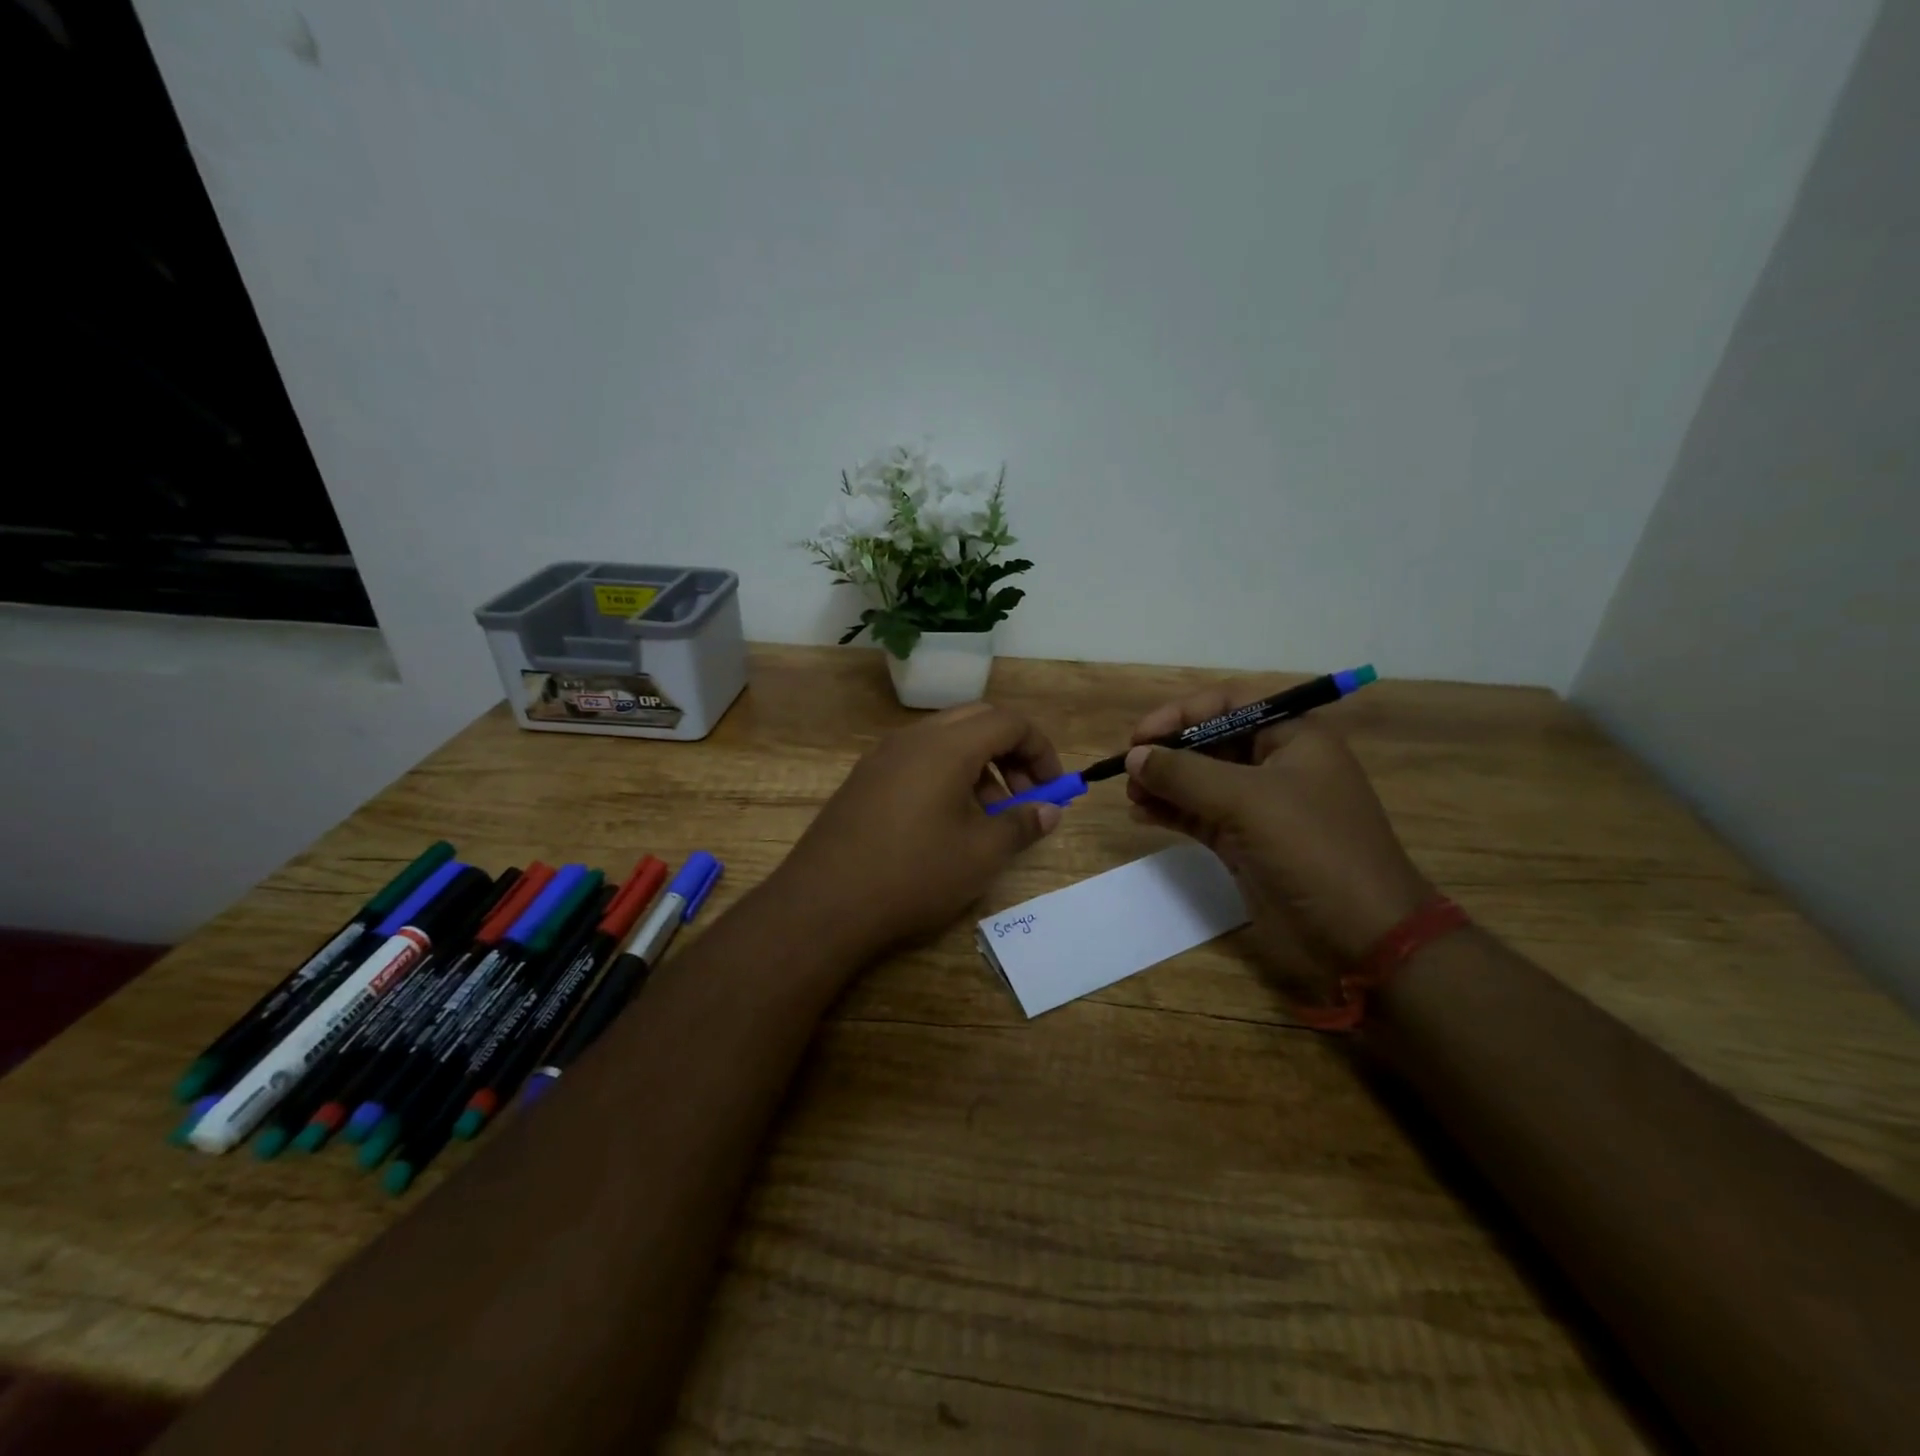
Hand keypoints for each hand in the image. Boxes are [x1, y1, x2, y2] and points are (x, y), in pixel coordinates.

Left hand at [770, 703, 1065, 964]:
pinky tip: (946, 822)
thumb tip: (1049, 810)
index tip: (1052, 787)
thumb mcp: (980, 854)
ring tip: (988, 816)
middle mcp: (913, 738)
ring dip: (978, 766)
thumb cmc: (913, 874)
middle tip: (1023, 795)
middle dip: (1010, 752)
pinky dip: (947, 775)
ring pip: (945, 740)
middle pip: (976, 721)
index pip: (1008, 722)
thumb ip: (1022, 824)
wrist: (824, 903)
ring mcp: (883, 756)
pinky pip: (917, 759)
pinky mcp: (864, 779)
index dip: (1040, 749)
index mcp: (947, 746)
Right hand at [1125, 683, 1433, 987]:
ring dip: (1165, 784)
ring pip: (1201, 781)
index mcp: (1293, 737)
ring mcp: (1261, 806)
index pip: (1228, 704)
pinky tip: (1142, 815)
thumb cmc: (1312, 850)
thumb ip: (1185, 773)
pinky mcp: (1247, 842)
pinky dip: (1172, 812)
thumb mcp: (1246, 801)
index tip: (1140, 737)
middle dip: (1168, 752)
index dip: (1181, 714)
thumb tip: (1134, 756)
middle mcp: (1276, 764)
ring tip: (1131, 796)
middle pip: (1211, 742)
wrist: (1363, 935)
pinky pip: (1200, 815)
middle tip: (1129, 770)